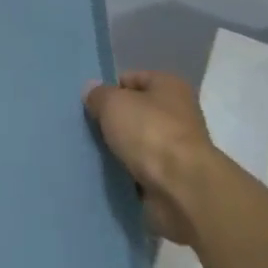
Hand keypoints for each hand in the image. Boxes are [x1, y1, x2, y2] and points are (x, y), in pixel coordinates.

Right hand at [84, 71, 228, 246]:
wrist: (181, 188)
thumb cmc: (150, 133)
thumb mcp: (114, 103)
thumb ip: (99, 95)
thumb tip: (92, 91)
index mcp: (170, 85)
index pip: (133, 78)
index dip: (109, 89)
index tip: (88, 105)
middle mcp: (177, 112)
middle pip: (135, 111)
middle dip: (112, 121)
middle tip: (86, 129)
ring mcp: (175, 146)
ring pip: (136, 142)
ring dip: (117, 149)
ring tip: (91, 153)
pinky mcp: (171, 176)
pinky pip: (140, 169)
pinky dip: (125, 172)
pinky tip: (105, 174)